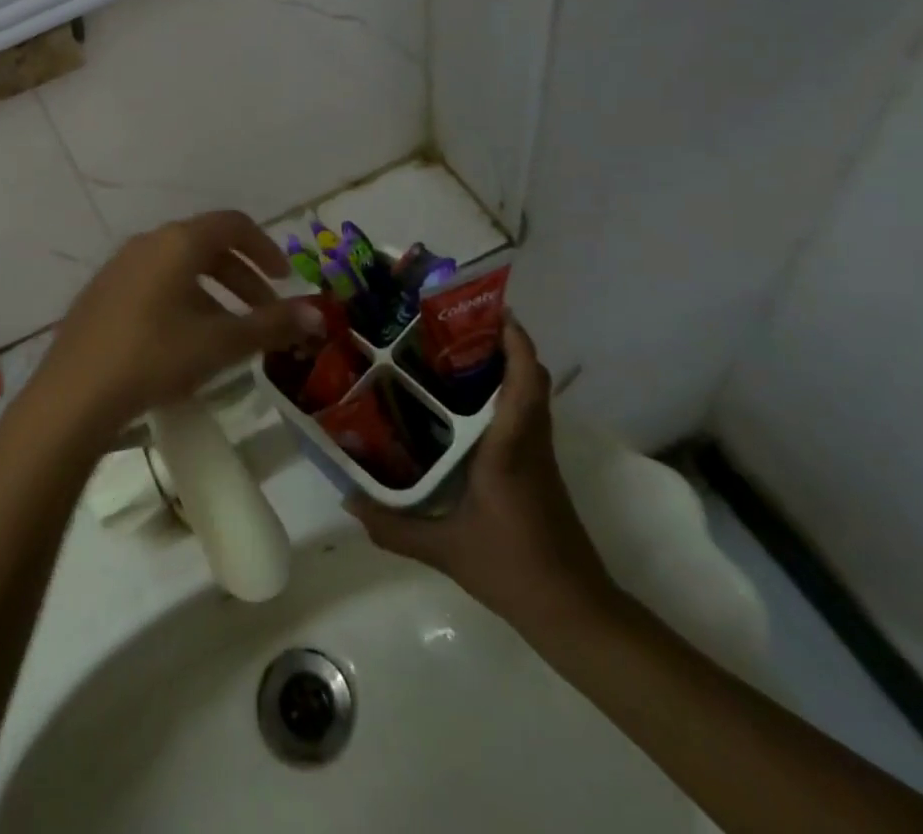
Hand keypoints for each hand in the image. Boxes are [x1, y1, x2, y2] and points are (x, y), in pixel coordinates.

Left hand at [31, 211, 323, 437]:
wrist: (75, 393)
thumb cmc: (155, 356)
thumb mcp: (220, 343)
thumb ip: (272, 325)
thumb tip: (318, 315)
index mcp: (178, 242)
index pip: (233, 224)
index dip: (265, 248)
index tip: (284, 281)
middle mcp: (148, 242)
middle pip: (207, 246)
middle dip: (243, 278)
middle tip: (264, 315)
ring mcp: (119, 266)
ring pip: (179, 267)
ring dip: (213, 292)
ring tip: (228, 334)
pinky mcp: (101, 292)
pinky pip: (153, 282)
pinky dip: (182, 299)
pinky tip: (183, 341)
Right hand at [346, 316, 617, 634]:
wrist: (575, 613)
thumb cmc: (513, 569)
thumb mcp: (446, 549)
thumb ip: (393, 526)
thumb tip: (347, 500)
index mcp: (510, 447)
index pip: (525, 381)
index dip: (515, 341)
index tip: (490, 309)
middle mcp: (530, 442)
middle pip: (531, 378)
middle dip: (503, 344)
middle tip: (454, 328)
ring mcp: (539, 457)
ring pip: (531, 396)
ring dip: (505, 368)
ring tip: (452, 356)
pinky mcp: (540, 472)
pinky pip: (525, 417)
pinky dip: (504, 397)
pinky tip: (463, 410)